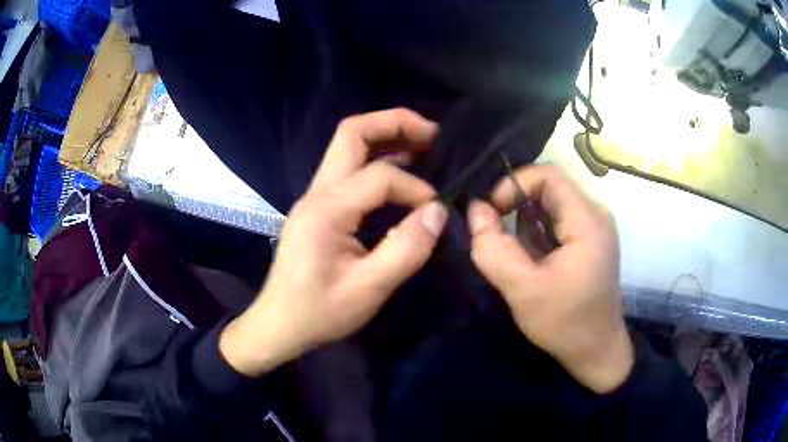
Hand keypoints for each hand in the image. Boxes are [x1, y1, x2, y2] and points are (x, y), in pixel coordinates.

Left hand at [220, 109, 447, 376]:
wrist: (278, 324)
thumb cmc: (318, 312)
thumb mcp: (368, 290)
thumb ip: (405, 249)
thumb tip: (438, 212)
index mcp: (326, 209)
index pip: (381, 176)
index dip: (416, 188)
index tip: (437, 212)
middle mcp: (317, 192)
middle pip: (352, 133)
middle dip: (394, 123)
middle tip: (433, 133)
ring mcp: (315, 197)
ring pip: (348, 146)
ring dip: (386, 138)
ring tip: (424, 145)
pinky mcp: (319, 208)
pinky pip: (349, 170)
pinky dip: (378, 161)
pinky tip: (401, 173)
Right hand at [468, 165, 632, 393]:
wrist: (596, 351)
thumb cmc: (564, 323)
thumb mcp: (522, 290)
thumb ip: (493, 248)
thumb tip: (476, 209)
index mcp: (588, 221)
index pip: (548, 175)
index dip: (514, 184)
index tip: (492, 212)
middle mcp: (596, 216)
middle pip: (549, 189)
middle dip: (517, 207)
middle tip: (496, 236)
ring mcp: (595, 228)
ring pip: (552, 205)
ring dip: (526, 223)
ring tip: (517, 256)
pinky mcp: (591, 241)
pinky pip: (558, 222)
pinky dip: (538, 234)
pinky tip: (533, 261)